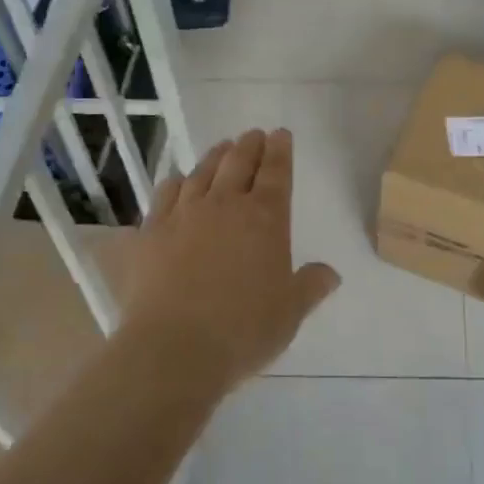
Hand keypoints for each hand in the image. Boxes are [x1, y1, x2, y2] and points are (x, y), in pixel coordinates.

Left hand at [124, 129, 339, 385]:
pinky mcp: (152, 231)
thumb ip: (311, 287)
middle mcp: (226, 205)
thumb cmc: (243, 330)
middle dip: (250, 145)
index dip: (280, 151)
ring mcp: (185, 214)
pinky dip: (176, 182)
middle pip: (239, 162)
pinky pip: (166, 194)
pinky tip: (178, 181)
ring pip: (203, 172)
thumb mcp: (290, 313)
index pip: (277, 172)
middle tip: (254, 135)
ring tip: (222, 148)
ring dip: (216, 156)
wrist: (174, 349)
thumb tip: (331, 273)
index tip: (281, 134)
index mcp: (266, 218)